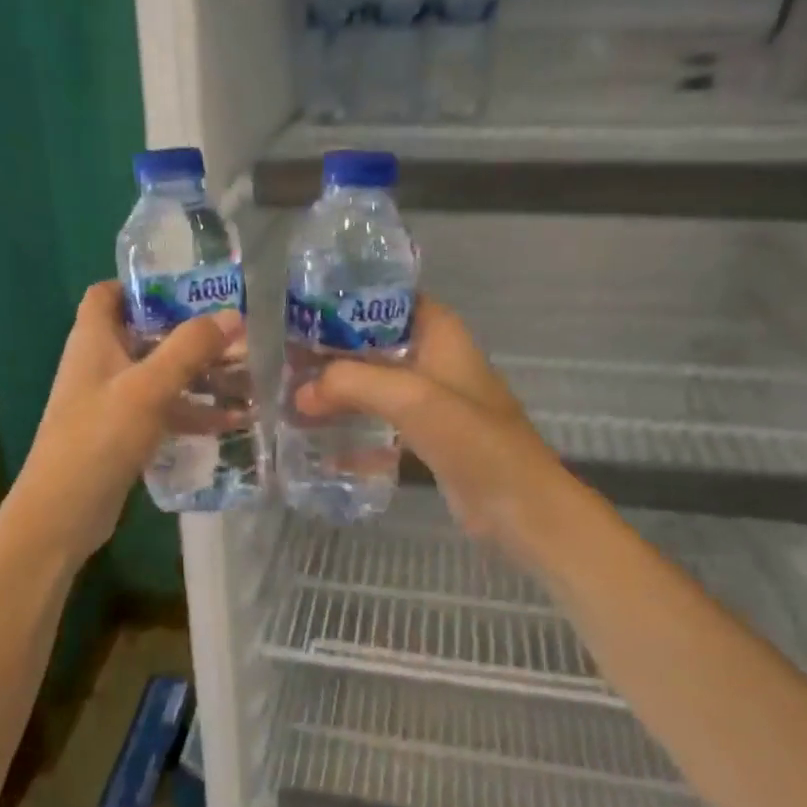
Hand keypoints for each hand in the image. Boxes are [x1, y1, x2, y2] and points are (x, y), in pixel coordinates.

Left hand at [13, 281, 243, 559]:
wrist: (62, 513)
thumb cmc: (99, 437)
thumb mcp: (148, 387)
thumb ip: (189, 348)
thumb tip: (231, 314)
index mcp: (93, 340)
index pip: (108, 294)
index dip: (141, 284)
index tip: (188, 287)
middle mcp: (100, 364)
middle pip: (145, 334)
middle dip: (188, 332)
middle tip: (235, 332)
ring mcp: (111, 401)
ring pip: (159, 375)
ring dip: (198, 375)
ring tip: (247, 376)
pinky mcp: (122, 434)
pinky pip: (162, 411)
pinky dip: (192, 412)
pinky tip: (233, 421)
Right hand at [294, 295, 578, 563]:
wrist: (519, 507)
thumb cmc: (473, 440)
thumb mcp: (411, 398)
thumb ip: (353, 383)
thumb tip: (301, 391)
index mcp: (440, 334)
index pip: (389, 299)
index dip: (348, 300)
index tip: (304, 311)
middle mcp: (435, 359)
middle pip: (375, 342)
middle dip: (334, 350)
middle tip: (286, 359)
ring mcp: (431, 400)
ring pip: (375, 383)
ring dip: (340, 389)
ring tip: (293, 396)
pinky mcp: (426, 436)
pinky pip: (381, 421)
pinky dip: (354, 426)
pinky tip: (319, 441)